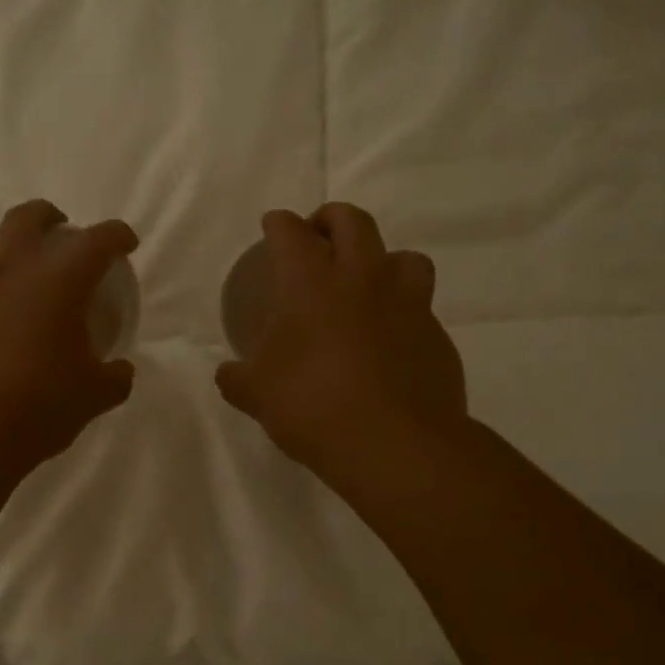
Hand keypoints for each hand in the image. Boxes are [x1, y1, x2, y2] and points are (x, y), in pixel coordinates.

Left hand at [0, 200, 138, 475]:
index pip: (96, 241)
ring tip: (12, 269)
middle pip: (26, 218)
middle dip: (48, 217)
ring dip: (1, 247)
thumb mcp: (93, 397)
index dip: (116, 235)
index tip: (125, 242)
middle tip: (60, 230)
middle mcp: (10, 273)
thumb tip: (120, 371)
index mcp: (58, 282)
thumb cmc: (37, 407)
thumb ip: (114, 378)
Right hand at [216, 204, 465, 476]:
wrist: (395, 444)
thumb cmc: (313, 407)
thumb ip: (238, 378)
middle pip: (353, 222)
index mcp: (311, 284)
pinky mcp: (436, 335)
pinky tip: (389, 340)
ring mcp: (407, 304)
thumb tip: (228, 374)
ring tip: (368, 283)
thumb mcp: (258, 395)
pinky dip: (403, 311)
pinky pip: (421, 307)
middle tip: (319, 236)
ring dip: (382, 259)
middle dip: (331, 219)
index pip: (292, 233)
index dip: (279, 224)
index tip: (273, 225)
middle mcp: (363, 280)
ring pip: (403, 256)